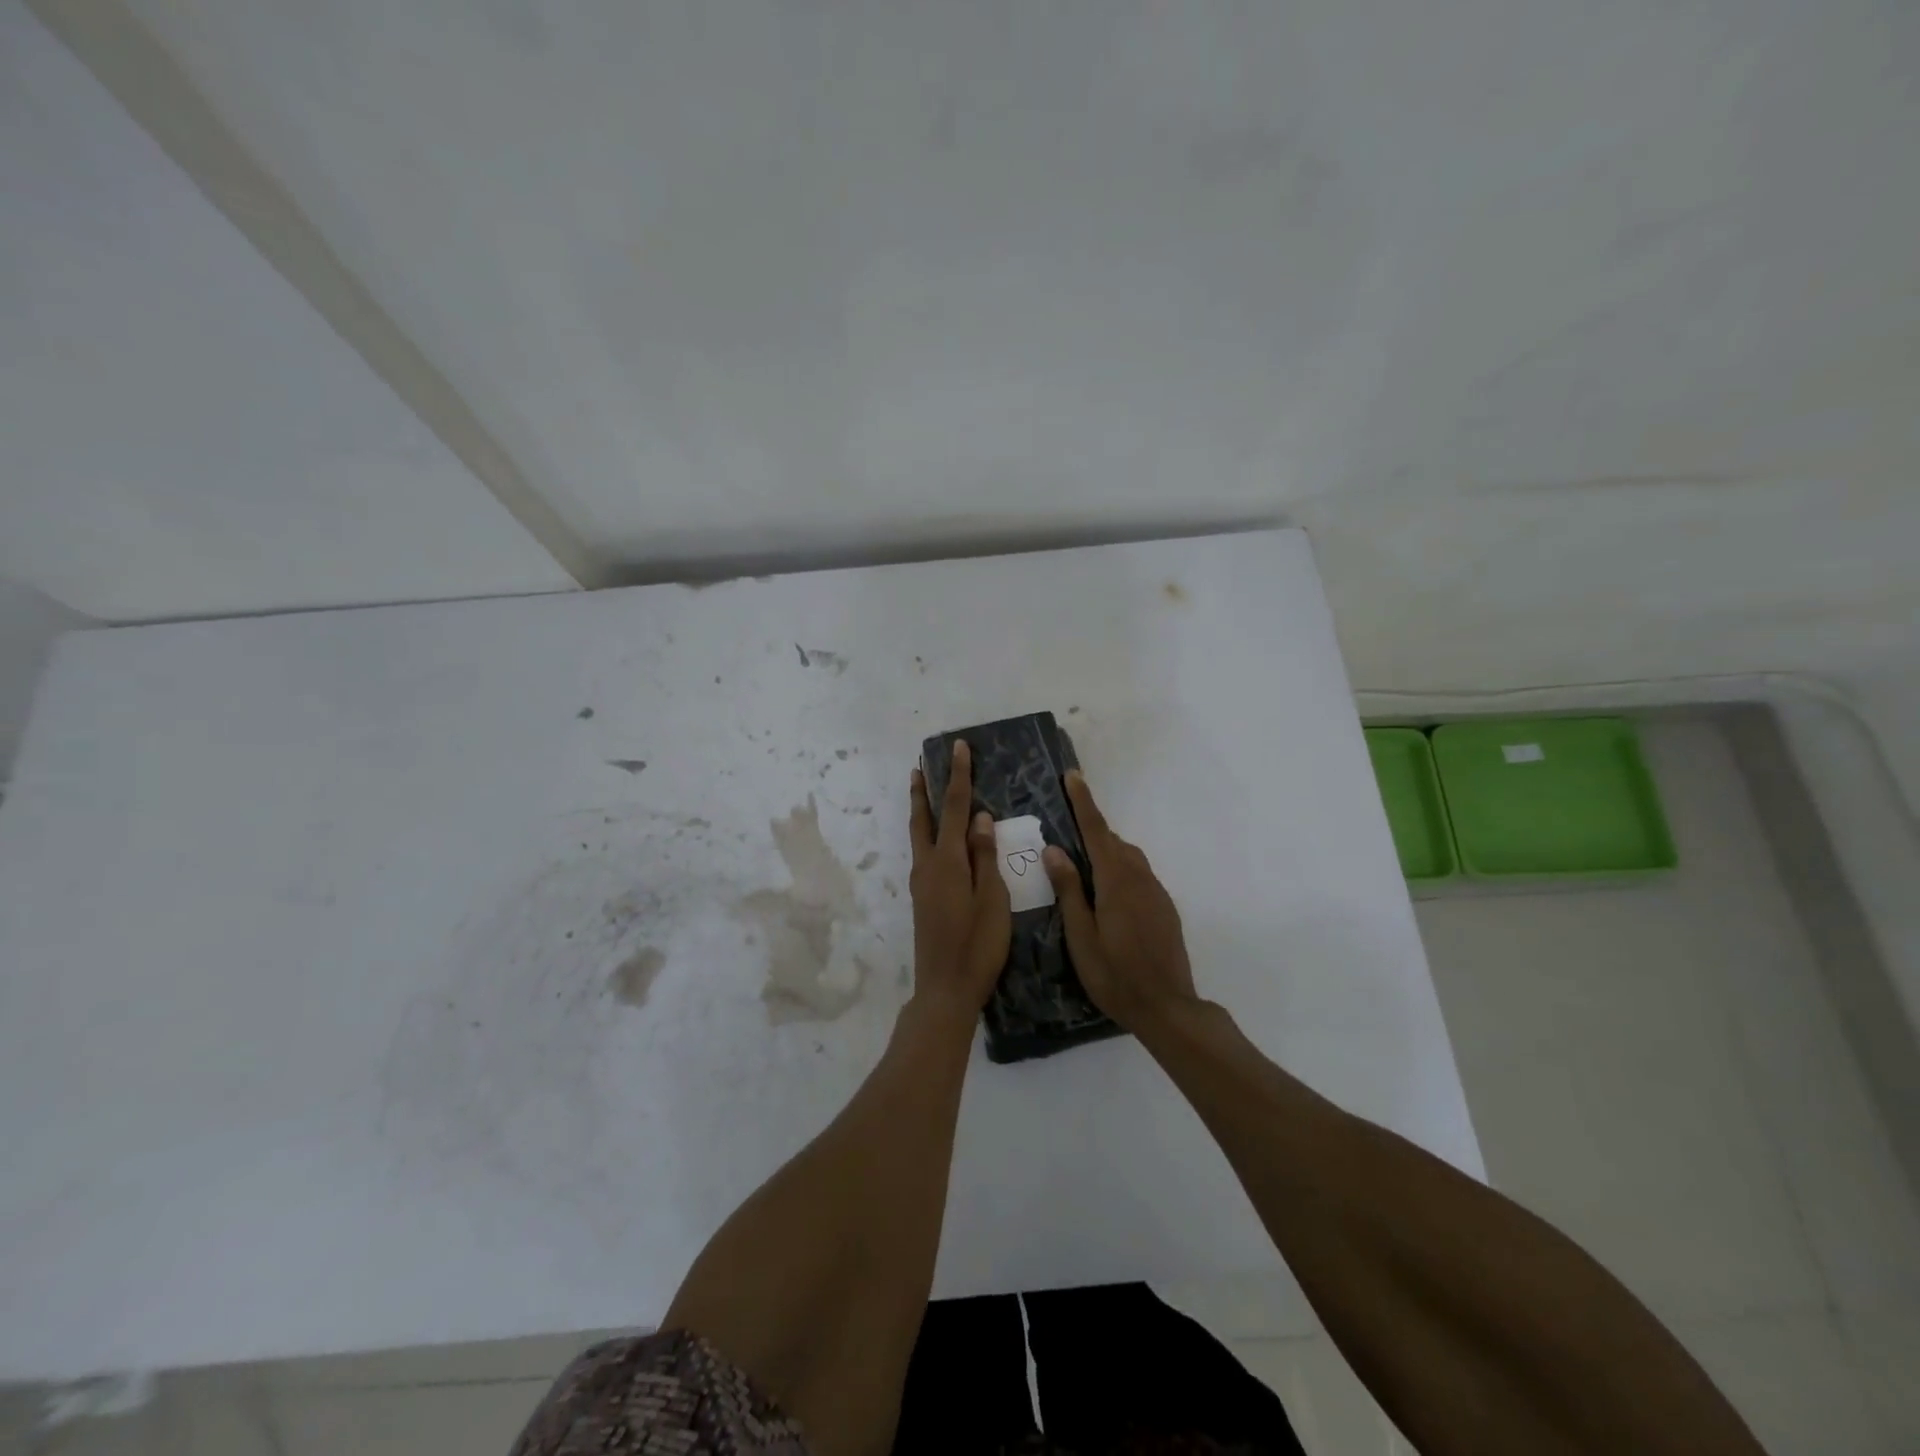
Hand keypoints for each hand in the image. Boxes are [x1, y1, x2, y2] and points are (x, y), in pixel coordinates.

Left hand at [908, 740, 1011, 1017]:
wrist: (946, 989)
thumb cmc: (978, 946)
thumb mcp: (993, 900)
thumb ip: (986, 858)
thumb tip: (981, 818)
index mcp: (949, 862)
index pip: (957, 808)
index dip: (958, 776)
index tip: (958, 748)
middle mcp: (929, 865)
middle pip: (925, 818)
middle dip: (925, 790)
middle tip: (920, 765)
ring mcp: (922, 882)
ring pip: (919, 835)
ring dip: (922, 810)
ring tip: (923, 789)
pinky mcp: (923, 897)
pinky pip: (924, 852)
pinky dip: (928, 833)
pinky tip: (938, 839)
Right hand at [1044, 770, 1198, 1031]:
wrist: (1168, 1008)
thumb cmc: (1115, 976)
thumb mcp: (1081, 936)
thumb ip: (1069, 890)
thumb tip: (1054, 849)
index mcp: (1116, 882)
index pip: (1097, 831)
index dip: (1084, 803)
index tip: (1073, 776)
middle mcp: (1140, 879)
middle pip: (1114, 842)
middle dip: (1092, 829)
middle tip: (1066, 829)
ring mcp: (1157, 893)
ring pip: (1129, 858)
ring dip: (1107, 850)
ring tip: (1082, 863)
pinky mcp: (1165, 908)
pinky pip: (1139, 875)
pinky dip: (1120, 870)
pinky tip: (1107, 894)